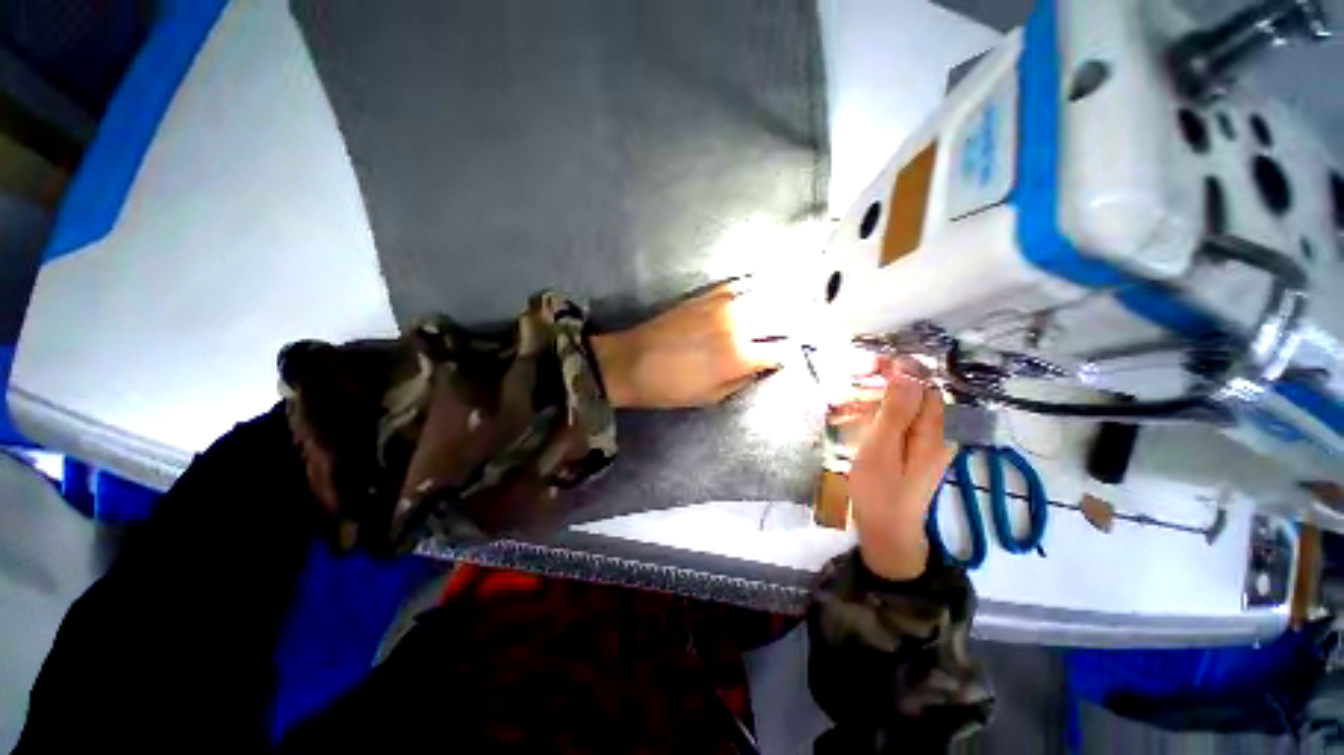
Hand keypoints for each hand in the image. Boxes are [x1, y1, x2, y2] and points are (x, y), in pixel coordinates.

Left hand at [591, 283, 784, 408]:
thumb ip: (744, 379)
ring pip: (764, 297)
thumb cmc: (671, 388)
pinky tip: (758, 294)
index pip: (782, 350)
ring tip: (789, 307)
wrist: (632, 361)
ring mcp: (722, 304)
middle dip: (794, 324)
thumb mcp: (712, 397)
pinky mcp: (706, 295)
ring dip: (779, 303)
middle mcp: (737, 324)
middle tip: (802, 328)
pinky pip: (739, 286)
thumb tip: (764, 366)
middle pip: (780, 317)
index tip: (789, 357)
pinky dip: (753, 290)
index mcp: (739, 356)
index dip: (789, 354)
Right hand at [847, 364, 954, 580]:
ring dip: (882, 397)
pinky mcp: (913, 452)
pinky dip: (880, 414)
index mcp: (932, 432)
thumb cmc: (879, 491)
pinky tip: (860, 418)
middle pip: (919, 395)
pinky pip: (901, 423)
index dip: (903, 370)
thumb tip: (907, 375)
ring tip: (853, 397)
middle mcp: (936, 434)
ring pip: (908, 408)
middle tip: (859, 376)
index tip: (873, 363)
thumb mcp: (881, 449)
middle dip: (891, 381)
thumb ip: (895, 413)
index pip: (926, 387)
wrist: (887, 531)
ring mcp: (926, 445)